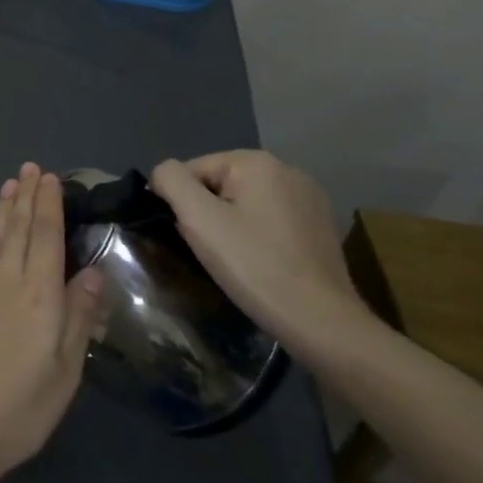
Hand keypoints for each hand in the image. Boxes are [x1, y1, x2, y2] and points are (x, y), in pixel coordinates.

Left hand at [0, 164, 105, 482]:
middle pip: (19, 230)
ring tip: (11, 184)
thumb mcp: (64, 373)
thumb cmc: (19, 409)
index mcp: (39, 297)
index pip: (46, 238)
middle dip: (27, 197)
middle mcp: (8, 283)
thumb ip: (78, 318)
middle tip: (31, 168)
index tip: (51, 178)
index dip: (49, 205)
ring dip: (6, 209)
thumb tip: (93, 272)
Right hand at [149, 150, 365, 342]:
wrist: (320, 321)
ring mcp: (308, 198)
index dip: (179, 203)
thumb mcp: (198, 219)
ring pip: (244, 204)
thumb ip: (171, 181)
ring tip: (233, 261)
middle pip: (219, 185)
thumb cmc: (254, 265)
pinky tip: (260, 263)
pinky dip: (256, 236)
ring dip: (230, 226)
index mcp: (256, 161)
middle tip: (208, 251)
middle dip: (206, 214)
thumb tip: (162, 174)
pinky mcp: (319, 225)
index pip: (192, 170)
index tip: (186, 237)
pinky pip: (270, 220)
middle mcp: (286, 169)